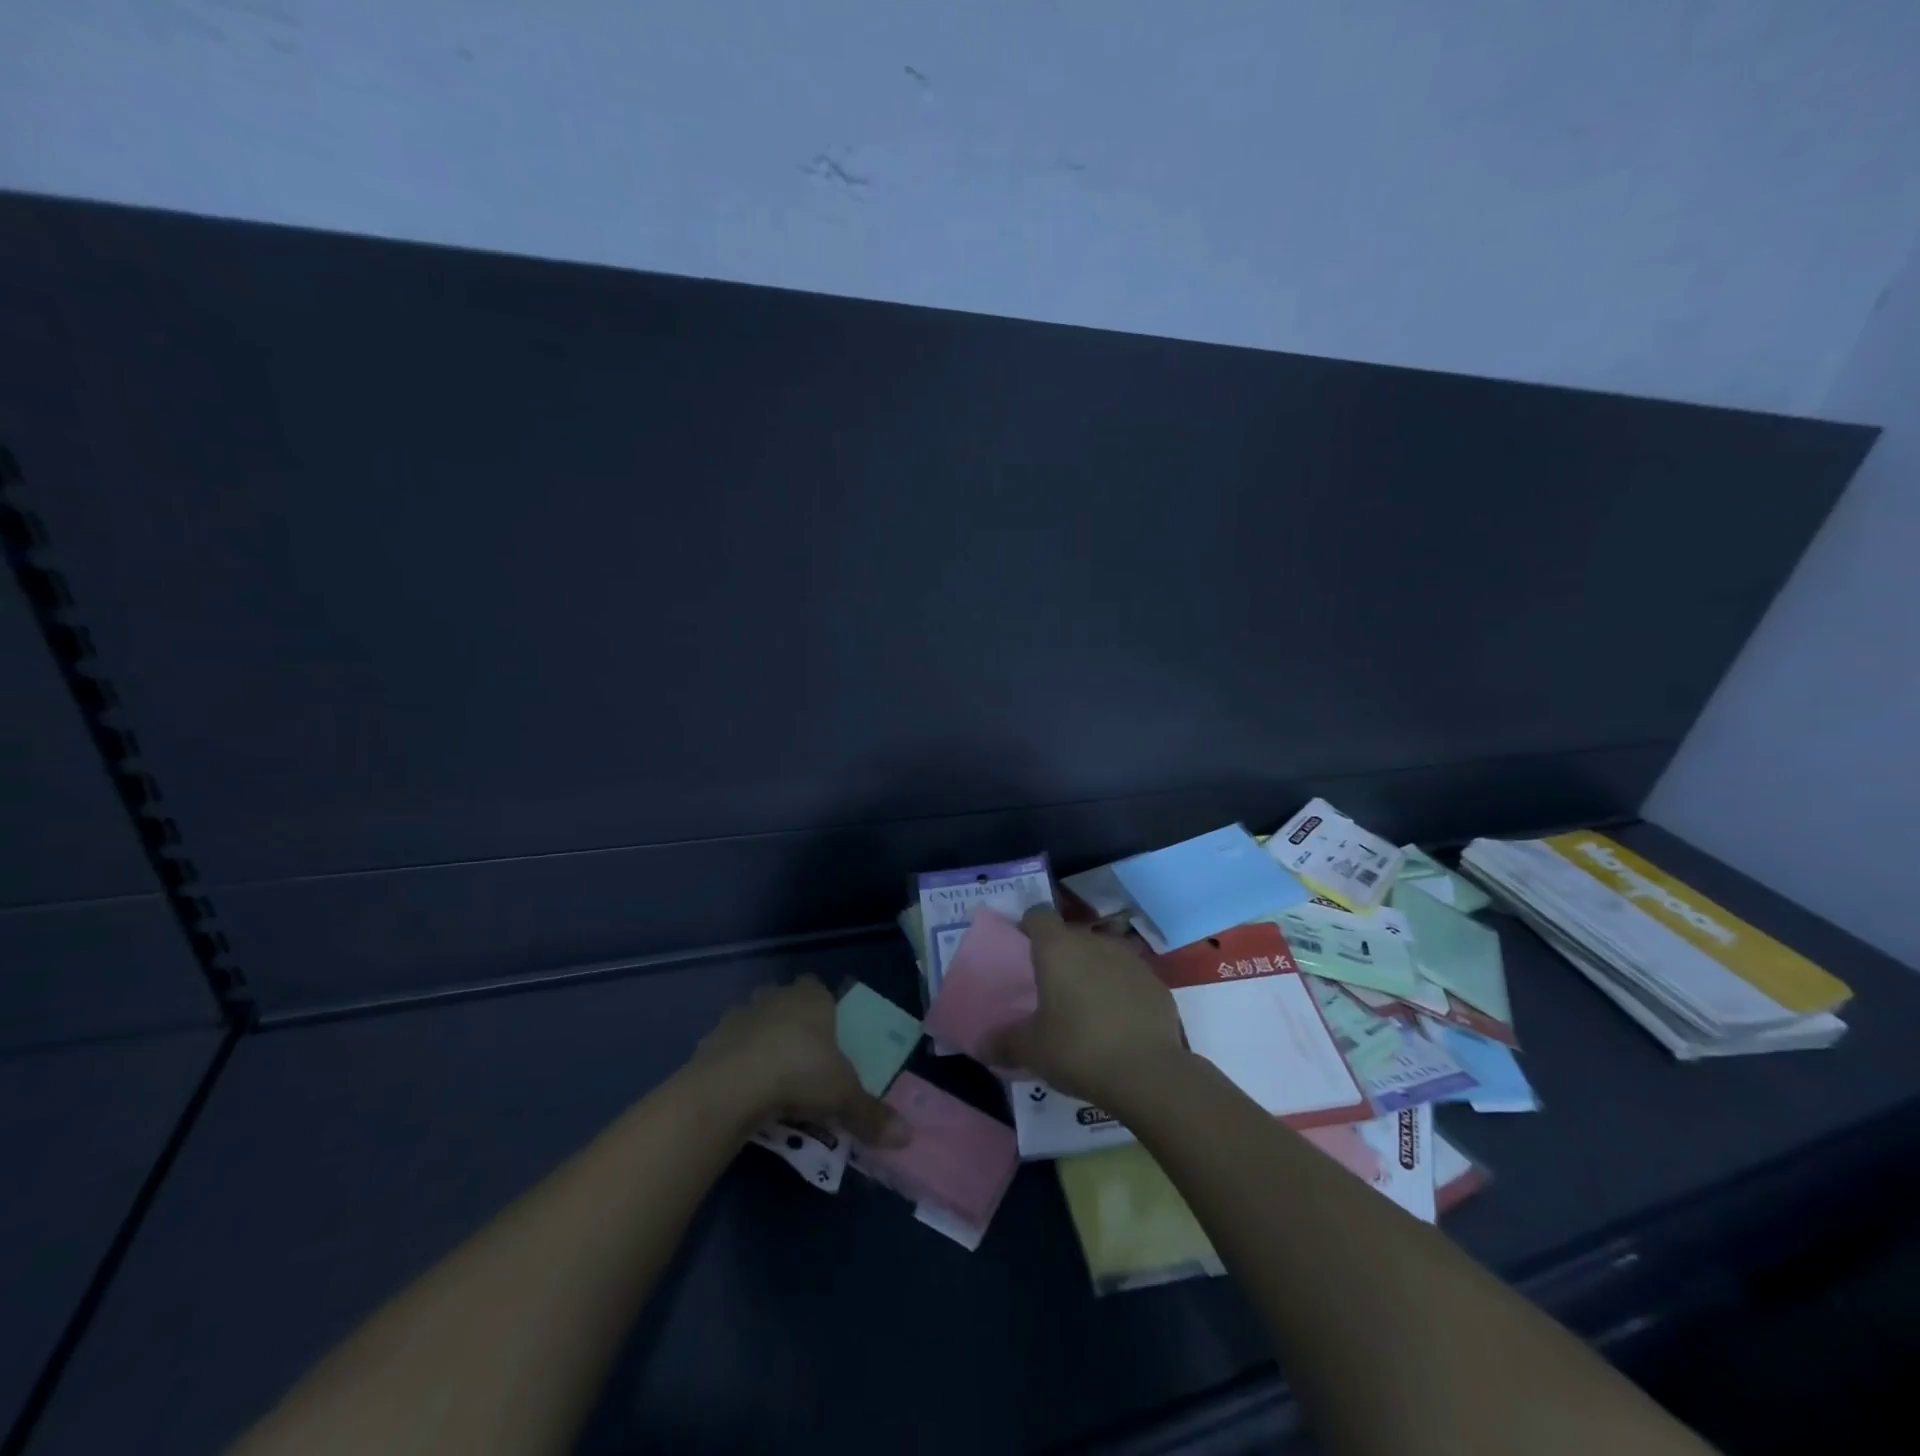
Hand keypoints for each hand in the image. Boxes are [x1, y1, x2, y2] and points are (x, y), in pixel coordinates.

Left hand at [691, 977, 908, 1145]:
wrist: (732, 1085)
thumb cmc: (799, 1073)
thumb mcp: (843, 1097)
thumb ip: (871, 1114)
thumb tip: (908, 1136)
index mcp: (811, 998)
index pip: (818, 988)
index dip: (822, 1006)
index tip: (827, 1034)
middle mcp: (775, 997)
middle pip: (784, 1000)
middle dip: (790, 1022)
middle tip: (801, 1057)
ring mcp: (740, 1015)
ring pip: (754, 1020)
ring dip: (760, 1041)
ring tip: (770, 1078)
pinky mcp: (711, 1039)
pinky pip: (729, 1047)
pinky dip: (736, 1063)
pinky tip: (743, 1091)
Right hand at [987, 907, 1186, 1104]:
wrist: (1148, 1073)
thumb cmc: (1078, 1049)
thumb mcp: (1031, 1050)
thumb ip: (1004, 1042)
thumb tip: (982, 1046)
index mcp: (1058, 948)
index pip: (1038, 915)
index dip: (1028, 926)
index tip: (1022, 948)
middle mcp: (1094, 943)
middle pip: (1071, 936)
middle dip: (1060, 956)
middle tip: (1050, 989)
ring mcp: (1130, 960)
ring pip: (1102, 955)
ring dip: (1092, 972)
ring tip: (1085, 1008)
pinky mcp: (1156, 983)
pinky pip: (1128, 979)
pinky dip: (1120, 992)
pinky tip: (1117, 1024)